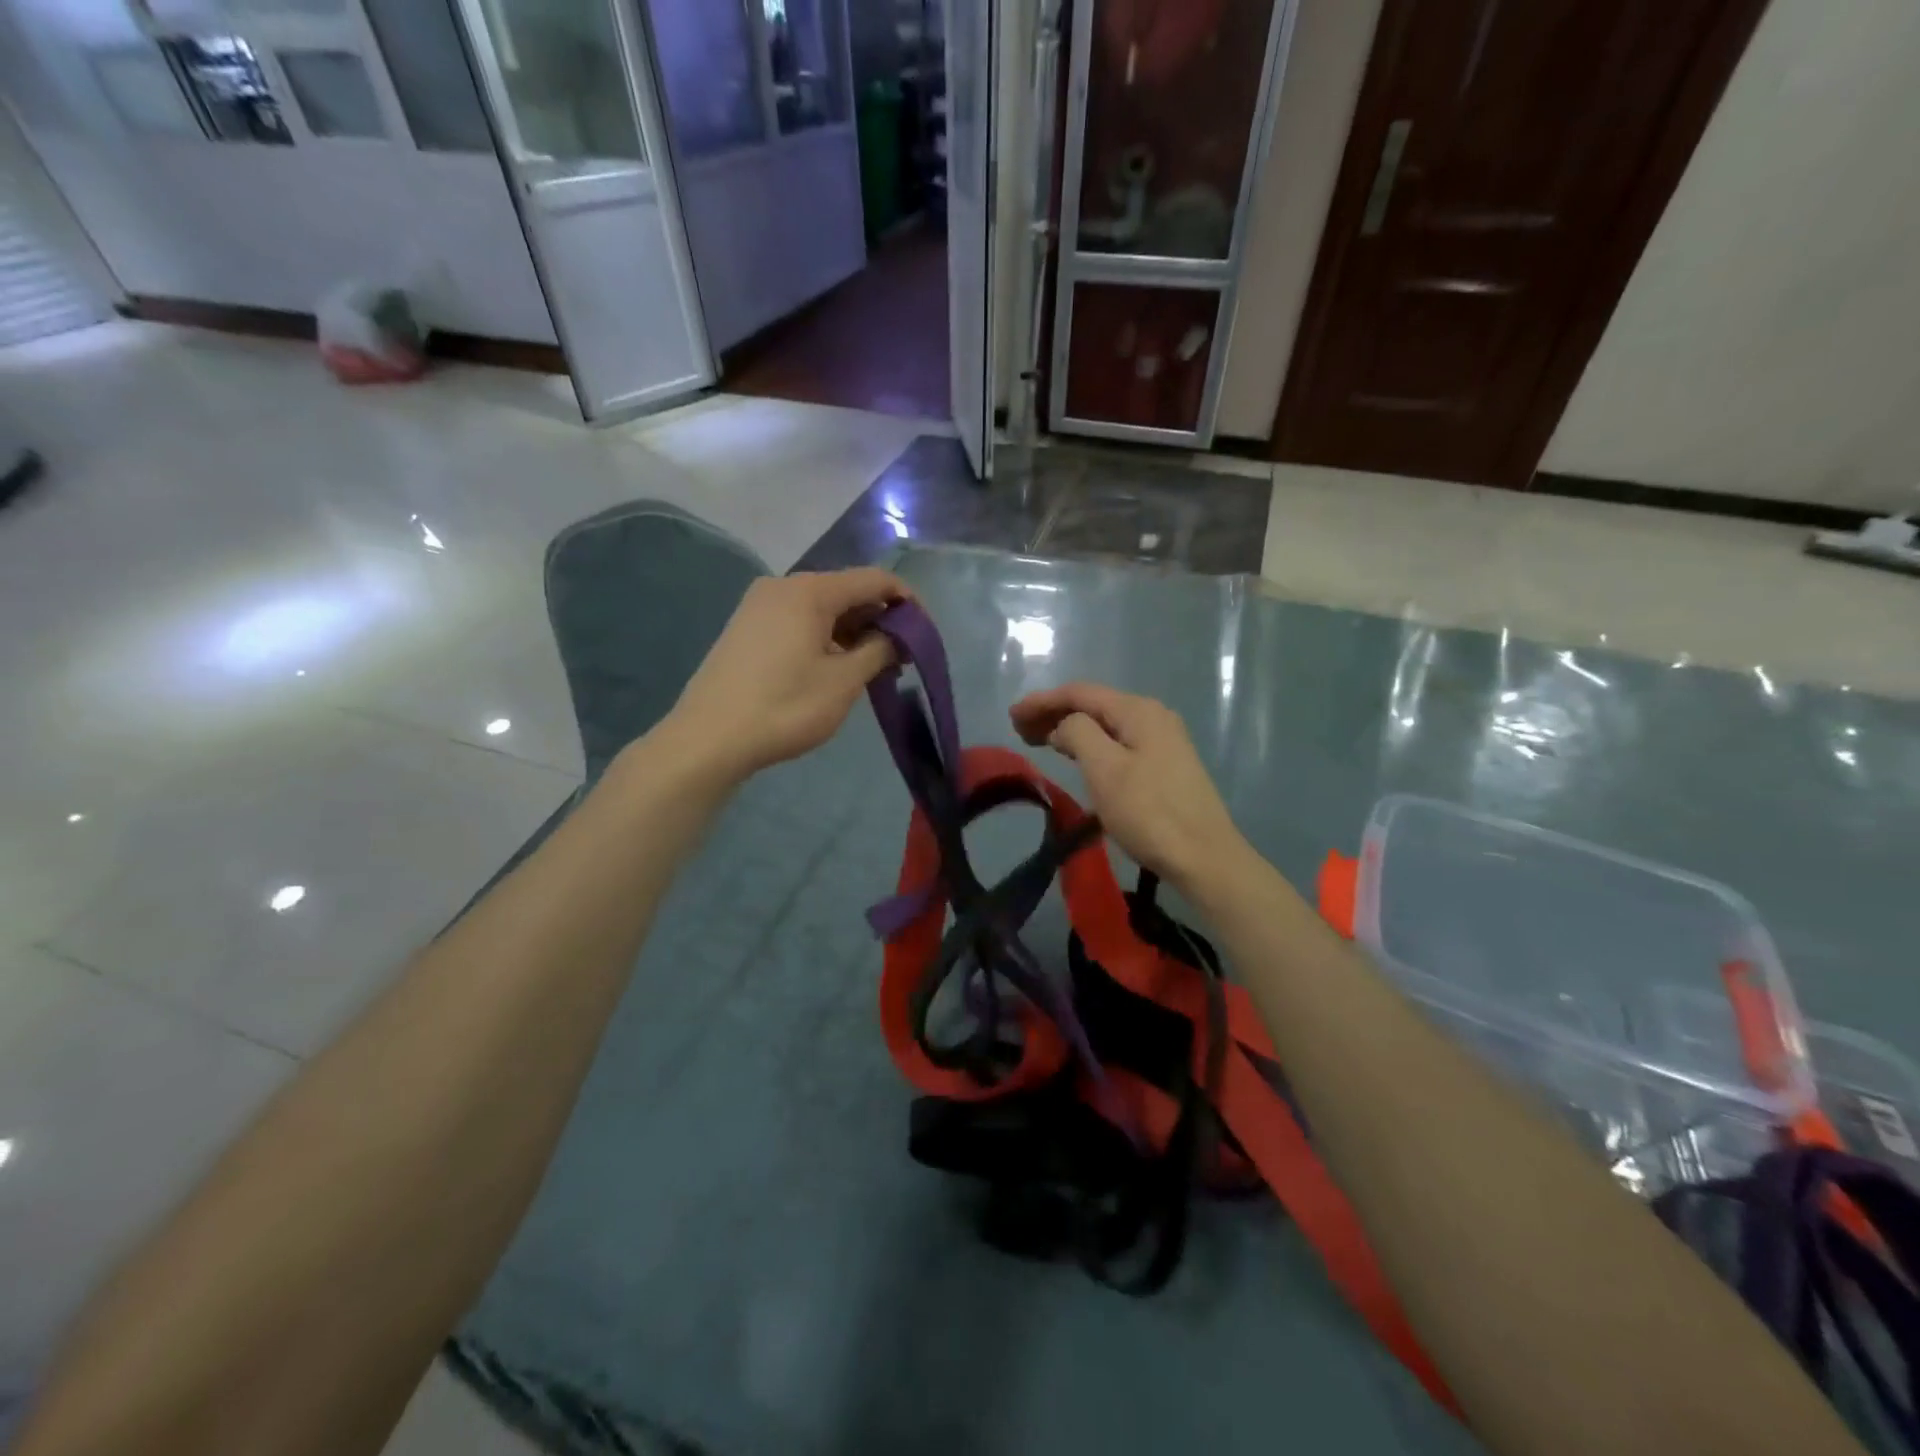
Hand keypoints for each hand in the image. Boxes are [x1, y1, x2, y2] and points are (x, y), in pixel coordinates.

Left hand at [658, 568, 908, 783]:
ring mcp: (760, 606)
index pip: (875, 580)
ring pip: (823, 609)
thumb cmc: (784, 708)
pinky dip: (827, 638)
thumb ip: (879, 650)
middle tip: (902, 660)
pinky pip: (800, 622)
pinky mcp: (748, 628)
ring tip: (874, 669)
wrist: (708, 740)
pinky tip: (837, 667)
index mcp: (810, 591)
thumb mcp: (843, 681)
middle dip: (880, 621)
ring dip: (854, 633)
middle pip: (847, 591)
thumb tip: (895, 637)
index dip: (907, 602)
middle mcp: (783, 586)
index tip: (926, 634)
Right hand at [1010, 682, 1246, 892]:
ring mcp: (1163, 741)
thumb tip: (1064, 725)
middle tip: (1019, 731)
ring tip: (1039, 741)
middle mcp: (1153, 716)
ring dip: (1071, 729)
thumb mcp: (1105, 770)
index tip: (1012, 717)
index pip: (1080, 693)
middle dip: (1054, 713)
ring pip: (1106, 725)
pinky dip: (1091, 745)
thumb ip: (1078, 734)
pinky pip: (1118, 742)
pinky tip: (1077, 757)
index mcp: (1138, 711)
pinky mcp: (1165, 765)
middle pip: (1094, 705)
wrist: (1204, 857)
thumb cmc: (1149, 812)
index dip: (1042, 701)